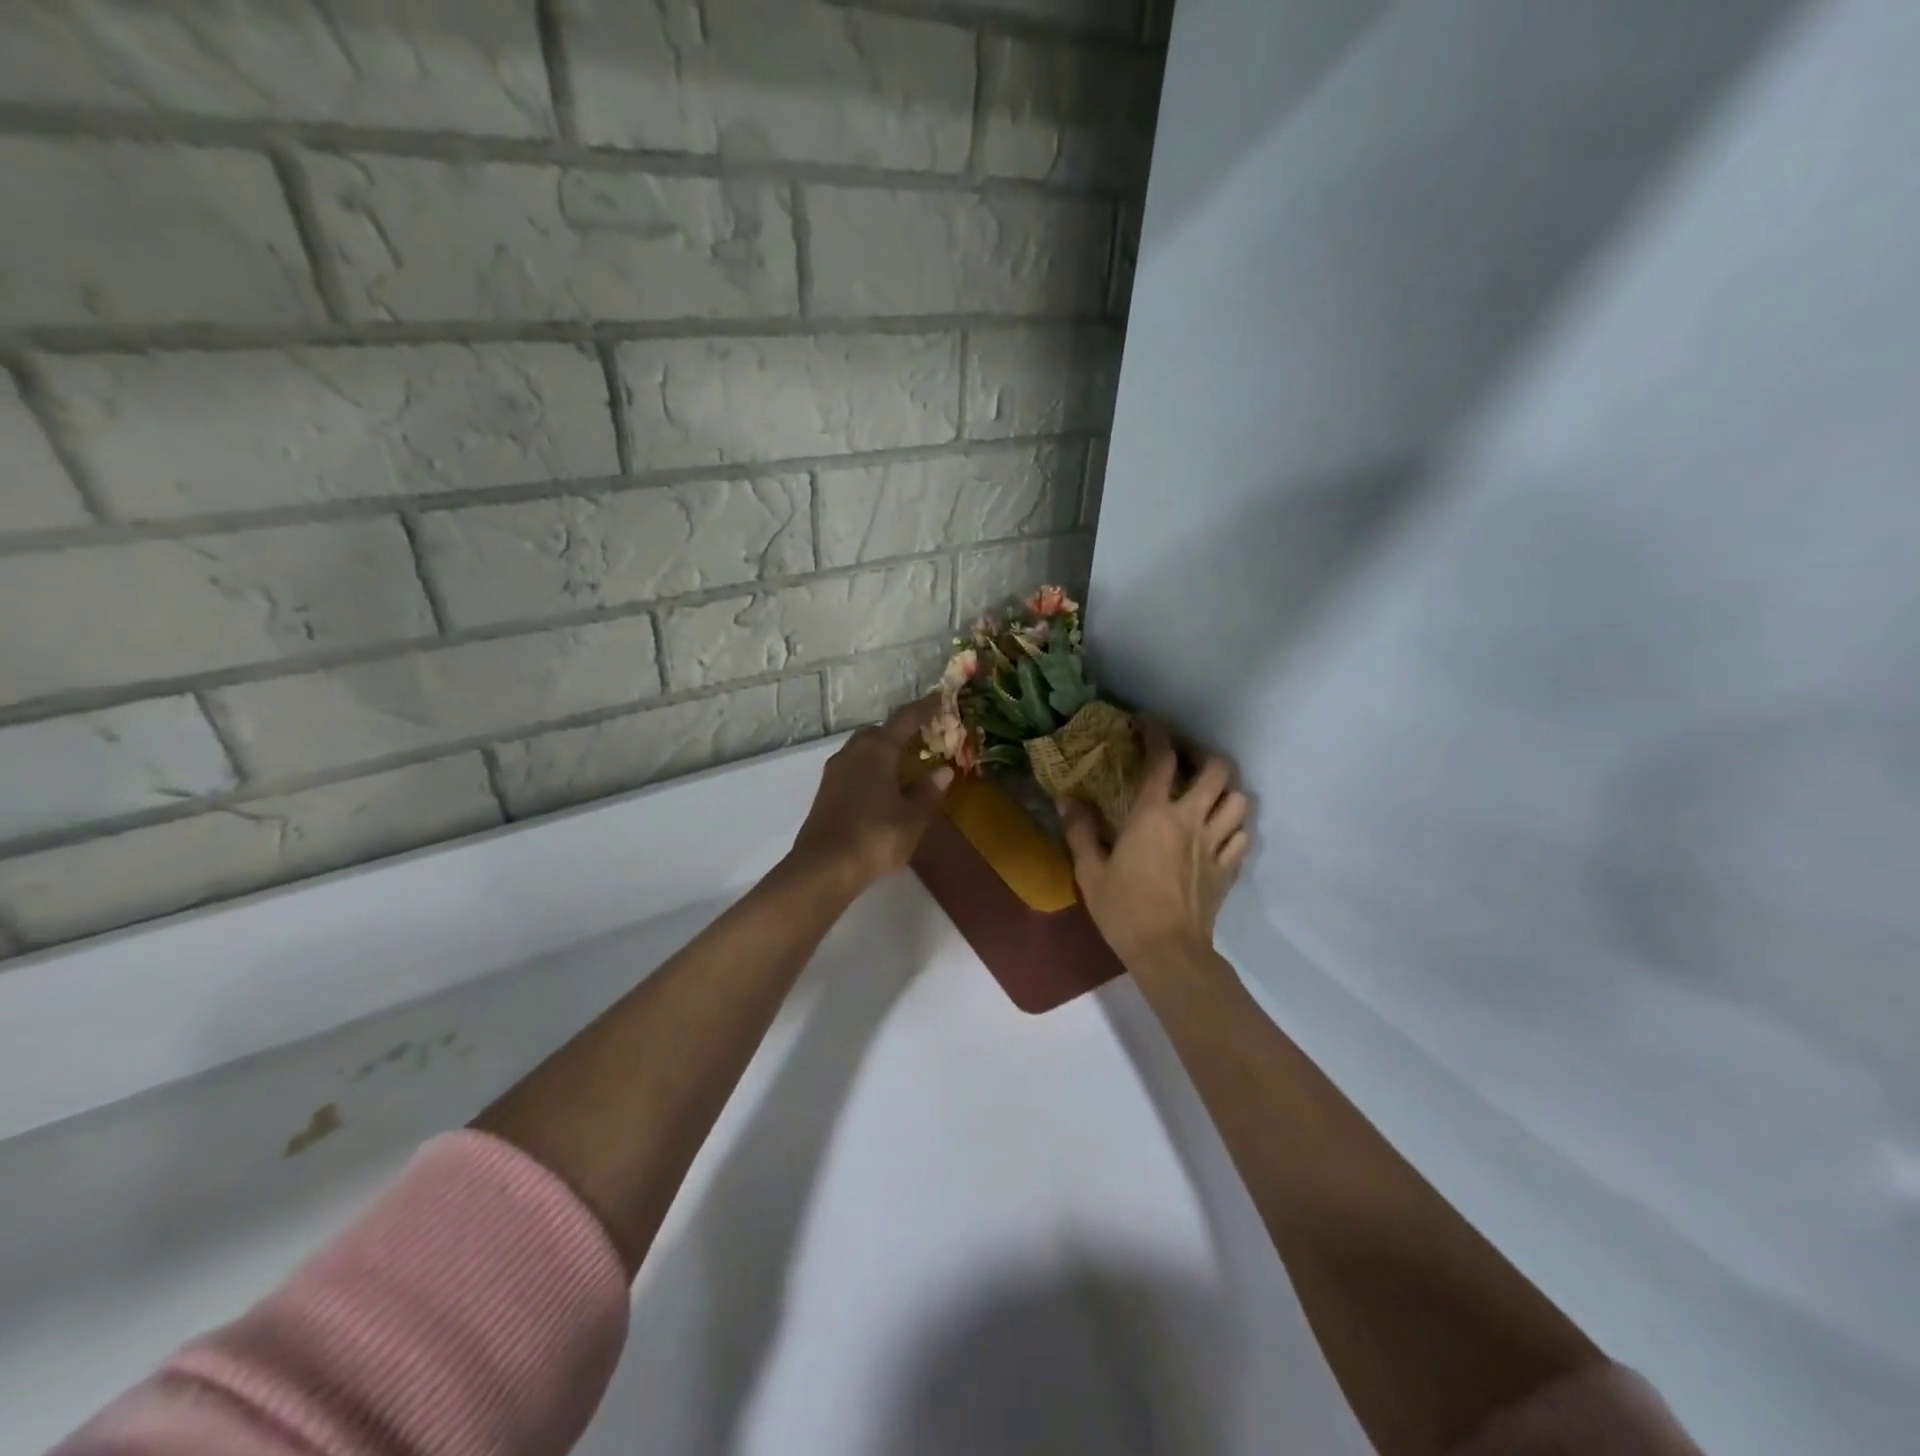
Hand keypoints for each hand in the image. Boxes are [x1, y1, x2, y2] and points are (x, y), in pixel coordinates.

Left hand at [789, 697, 953, 893]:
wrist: (824, 867)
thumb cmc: (876, 837)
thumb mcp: (913, 818)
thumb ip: (929, 792)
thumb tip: (942, 771)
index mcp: (878, 750)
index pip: (906, 719)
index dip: (926, 708)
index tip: (941, 698)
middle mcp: (854, 752)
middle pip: (880, 732)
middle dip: (902, 732)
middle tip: (924, 740)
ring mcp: (836, 771)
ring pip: (864, 749)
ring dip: (884, 752)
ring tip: (906, 766)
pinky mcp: (826, 791)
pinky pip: (854, 767)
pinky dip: (872, 769)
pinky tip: (883, 788)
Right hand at [1057, 721, 1249, 965]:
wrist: (1167, 952)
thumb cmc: (1123, 909)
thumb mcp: (1089, 870)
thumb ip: (1079, 830)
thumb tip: (1066, 797)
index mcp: (1153, 815)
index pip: (1162, 759)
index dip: (1157, 734)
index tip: (1148, 725)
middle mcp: (1190, 820)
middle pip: (1216, 770)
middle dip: (1203, 755)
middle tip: (1185, 760)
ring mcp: (1215, 844)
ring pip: (1239, 800)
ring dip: (1225, 790)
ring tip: (1208, 794)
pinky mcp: (1228, 868)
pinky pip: (1242, 835)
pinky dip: (1234, 824)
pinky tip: (1220, 830)